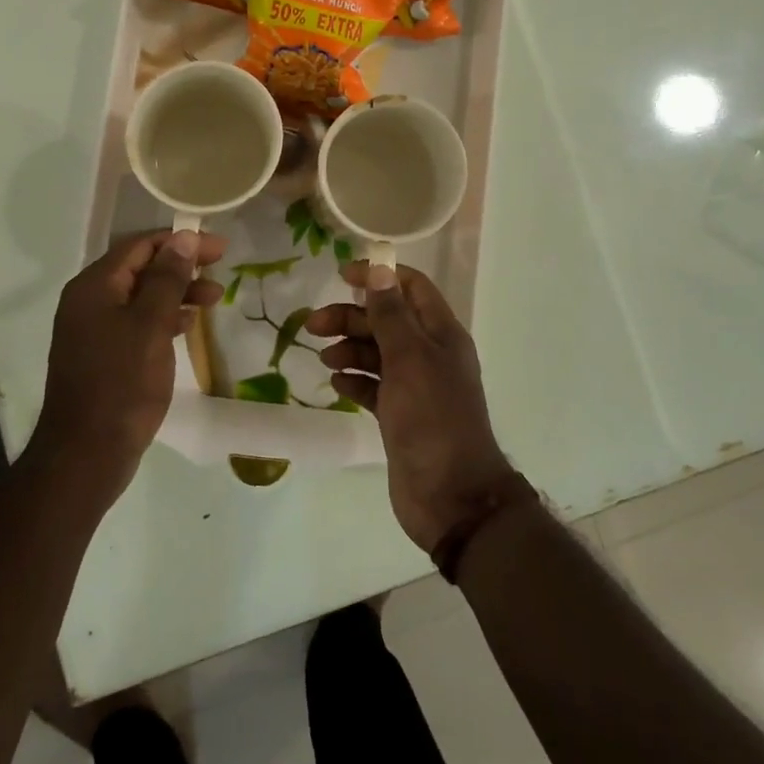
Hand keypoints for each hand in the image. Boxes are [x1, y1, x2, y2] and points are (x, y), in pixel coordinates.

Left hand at [33, 229, 227, 505]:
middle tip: (221, 268)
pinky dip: (164, 317)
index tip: (219, 247)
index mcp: (94, 287)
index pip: (140, 246)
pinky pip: (137, 322)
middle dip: (181, 266)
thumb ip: (167, 279)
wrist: (87, 453)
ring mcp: (93, 330)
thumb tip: (183, 237)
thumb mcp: (150, 325)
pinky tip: (189, 324)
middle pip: (140, 268)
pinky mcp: (103, 354)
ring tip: (215, 299)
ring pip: (141, 296)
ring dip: (177, 292)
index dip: (181, 241)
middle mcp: (89, 301)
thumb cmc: (122, 383)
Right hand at [306, 262, 516, 553]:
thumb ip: (392, 314)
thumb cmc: (432, 418)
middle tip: (313, 324)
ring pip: (377, 353)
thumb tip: (380, 269)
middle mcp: (429, 355)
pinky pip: (373, 386)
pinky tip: (336, 383)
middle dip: (352, 317)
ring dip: (349, 349)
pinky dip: (354, 380)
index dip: (379, 276)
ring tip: (324, 359)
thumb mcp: (410, 358)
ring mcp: (415, 387)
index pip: (411, 288)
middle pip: (387, 320)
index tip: (341, 275)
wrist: (450, 495)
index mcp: (441, 334)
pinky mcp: (400, 415)